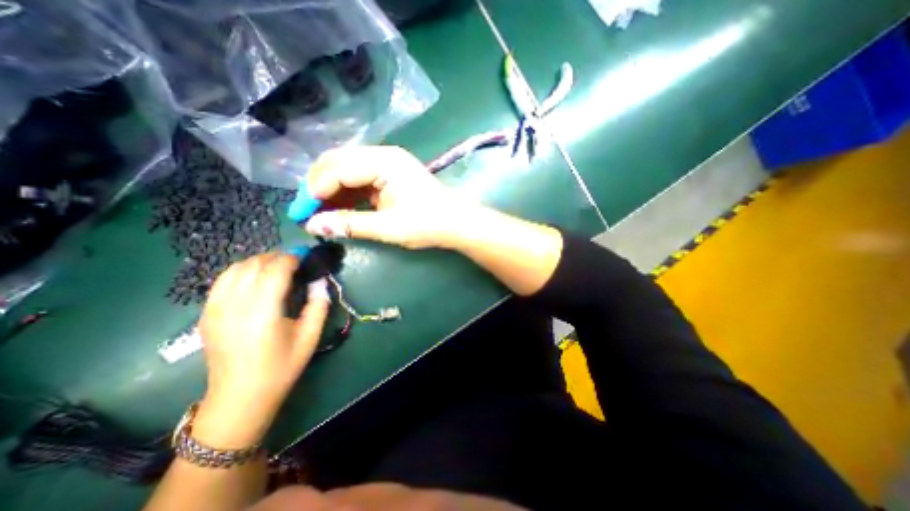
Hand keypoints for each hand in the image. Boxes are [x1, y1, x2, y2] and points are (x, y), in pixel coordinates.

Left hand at [196, 254, 331, 443]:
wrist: (239, 398)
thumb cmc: (281, 368)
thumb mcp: (310, 337)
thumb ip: (319, 306)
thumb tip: (320, 282)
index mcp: (263, 313)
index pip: (275, 270)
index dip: (292, 258)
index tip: (306, 257)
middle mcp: (235, 306)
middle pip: (254, 265)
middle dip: (276, 257)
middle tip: (295, 262)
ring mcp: (215, 310)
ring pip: (234, 269)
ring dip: (258, 261)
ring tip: (276, 267)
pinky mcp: (206, 315)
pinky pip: (222, 281)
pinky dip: (241, 272)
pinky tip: (255, 280)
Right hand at [303, 146, 476, 248]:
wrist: (456, 222)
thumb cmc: (427, 224)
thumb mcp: (388, 228)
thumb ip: (350, 225)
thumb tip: (313, 226)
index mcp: (383, 162)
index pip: (337, 170)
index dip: (314, 191)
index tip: (301, 214)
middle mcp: (382, 155)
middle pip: (337, 163)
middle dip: (318, 186)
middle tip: (307, 212)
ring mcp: (387, 162)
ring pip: (346, 168)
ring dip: (331, 189)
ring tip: (320, 212)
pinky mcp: (390, 172)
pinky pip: (359, 177)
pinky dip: (347, 192)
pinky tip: (340, 207)